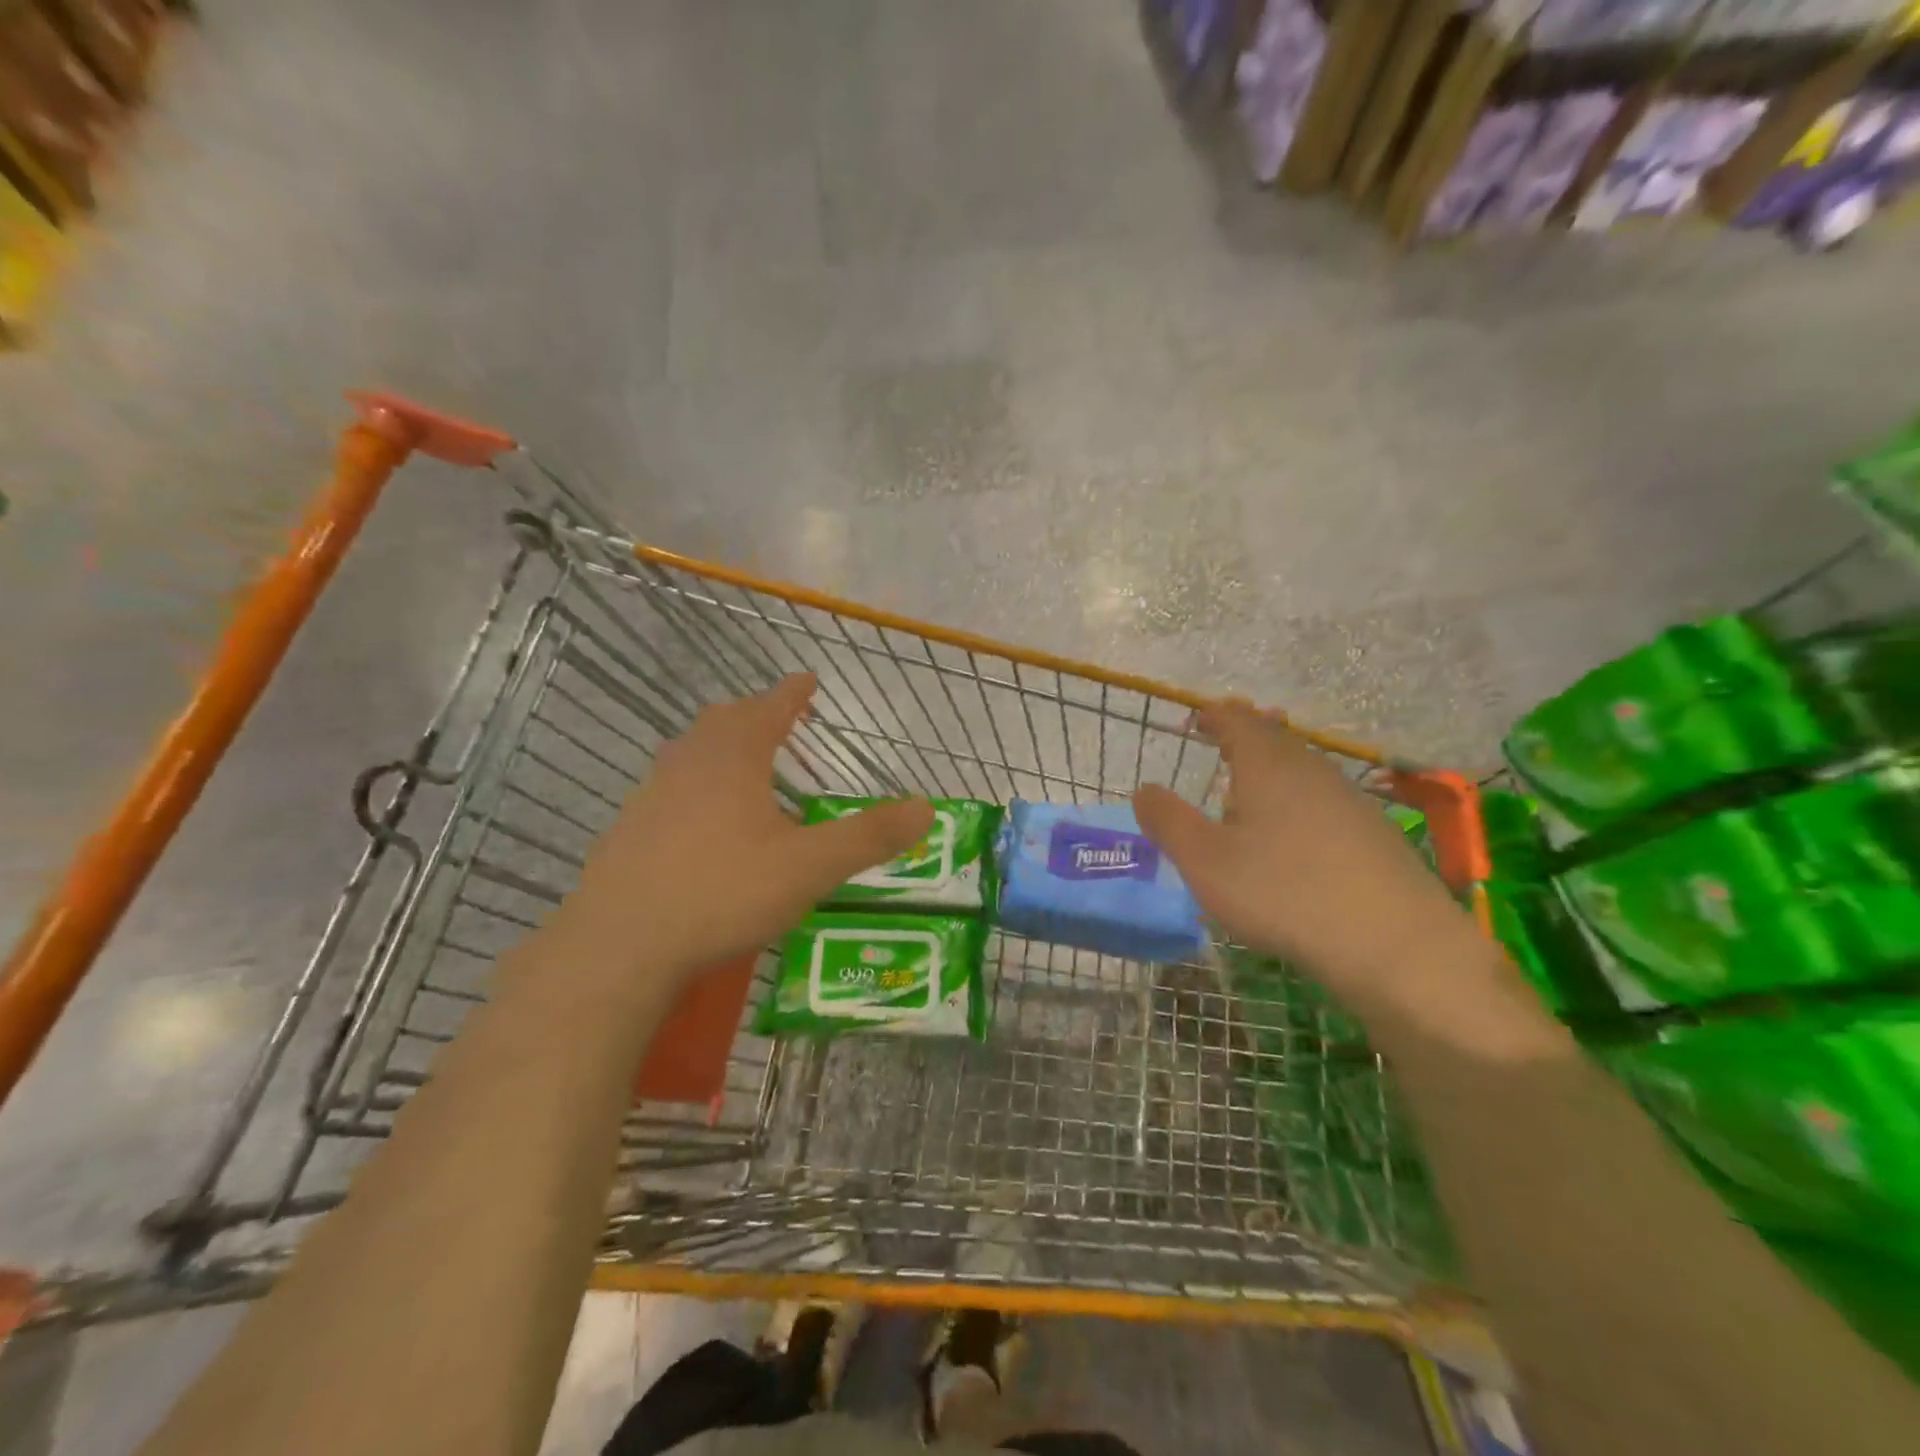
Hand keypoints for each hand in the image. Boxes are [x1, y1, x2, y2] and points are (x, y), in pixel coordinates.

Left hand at [560, 674, 933, 985]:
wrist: (621, 946)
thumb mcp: (809, 867)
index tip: (807, 680)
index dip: (792, 693)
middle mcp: (689, 763)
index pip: (770, 708)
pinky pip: (669, 789)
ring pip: (689, 752)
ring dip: (720, 746)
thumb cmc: (723, 892)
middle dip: (754, 714)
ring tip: (742, 763)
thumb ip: (868, 836)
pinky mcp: (628, 830)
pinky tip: (700, 821)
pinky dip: (694, 785)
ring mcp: (651, 795)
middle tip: (777, 718)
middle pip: (724, 721)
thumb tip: (926, 807)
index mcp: (734, 757)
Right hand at [1132, 703, 1485, 1016]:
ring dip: (1272, 770)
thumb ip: (1168, 821)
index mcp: (1267, 764)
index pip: (1236, 720)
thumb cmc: (1283, 893)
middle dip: (1244, 737)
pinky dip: (1297, 801)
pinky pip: (1323, 800)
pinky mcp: (1373, 833)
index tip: (1194, 721)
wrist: (1394, 943)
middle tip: (1220, 744)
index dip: (1213, 716)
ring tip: (1249, 792)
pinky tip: (1293, 836)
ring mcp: (1349, 799)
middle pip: (1275, 738)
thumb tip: (1144, 789)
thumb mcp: (1204, 861)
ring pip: (1301, 769)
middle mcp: (1311, 769)